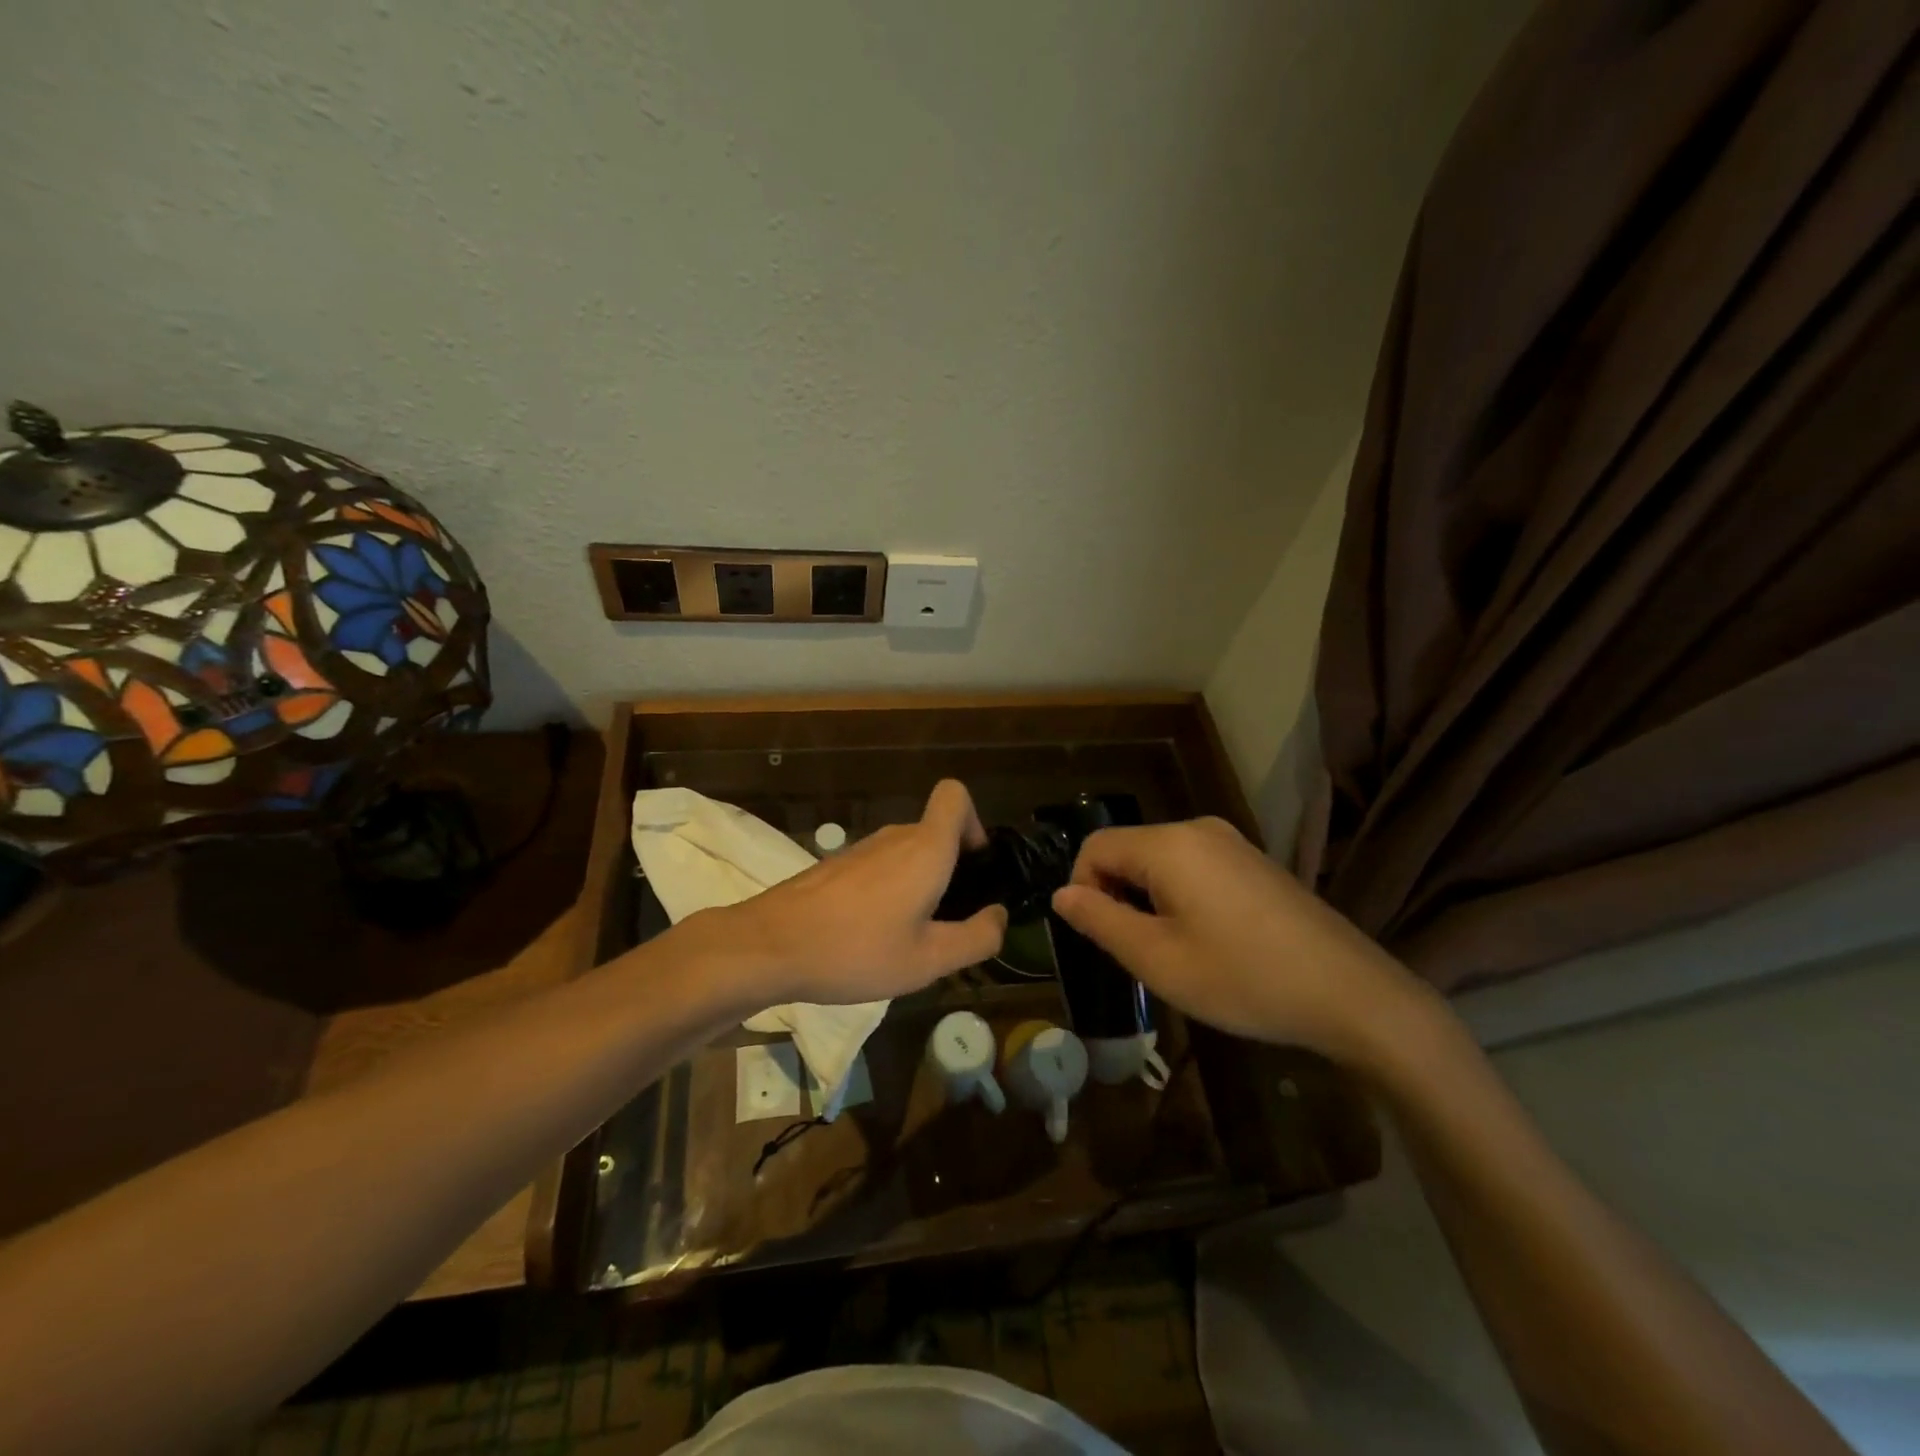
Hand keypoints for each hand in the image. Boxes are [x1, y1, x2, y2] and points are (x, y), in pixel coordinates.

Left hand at [708, 779, 1007, 1006]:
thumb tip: (999, 916)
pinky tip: (870, 936)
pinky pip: (879, 867)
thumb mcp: (928, 960)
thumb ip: (976, 938)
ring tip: (907, 937)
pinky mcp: (835, 866)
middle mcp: (895, 837)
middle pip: (935, 831)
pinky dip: (888, 890)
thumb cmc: (856, 950)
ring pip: (906, 853)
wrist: (769, 946)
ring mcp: (860, 849)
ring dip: (918, 883)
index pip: (955, 795)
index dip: (974, 821)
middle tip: (946, 921)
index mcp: (925, 849)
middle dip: (951, 868)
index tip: (974, 866)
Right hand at [1049, 817, 1427, 1065]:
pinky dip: (1181, 897)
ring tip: (1175, 952)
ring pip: (1161, 861)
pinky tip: (1210, 941)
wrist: (1353, 995)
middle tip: (1138, 953)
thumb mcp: (1159, 959)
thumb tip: (1062, 895)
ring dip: (1149, 900)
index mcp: (1169, 844)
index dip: (1082, 890)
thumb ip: (1100, 921)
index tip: (1101, 938)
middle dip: (1117, 896)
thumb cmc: (1244, 978)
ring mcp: (1232, 843)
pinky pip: (1194, 868)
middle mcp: (1199, 829)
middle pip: (1128, 850)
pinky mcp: (1255, 862)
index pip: (1095, 847)